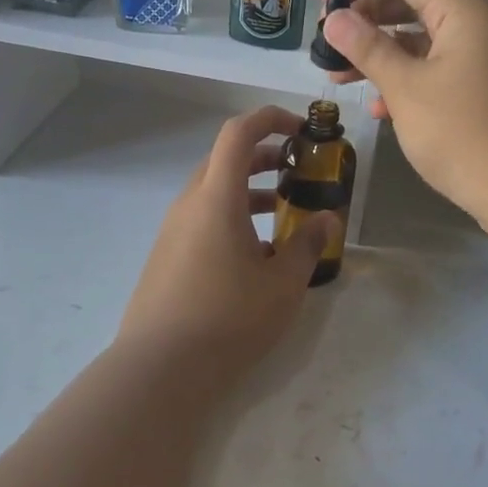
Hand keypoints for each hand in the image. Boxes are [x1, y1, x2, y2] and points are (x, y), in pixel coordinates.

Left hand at [117, 106, 330, 382]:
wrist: (160, 367)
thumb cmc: (229, 318)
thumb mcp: (282, 284)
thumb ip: (308, 245)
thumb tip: (327, 219)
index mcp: (216, 198)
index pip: (238, 133)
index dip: (270, 119)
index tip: (300, 131)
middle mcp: (189, 204)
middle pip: (224, 160)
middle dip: (263, 157)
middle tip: (297, 173)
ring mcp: (172, 231)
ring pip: (212, 193)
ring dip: (248, 192)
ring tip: (282, 216)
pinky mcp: (165, 256)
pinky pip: (201, 220)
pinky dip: (230, 219)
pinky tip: (253, 257)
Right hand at [315, 0, 487, 233]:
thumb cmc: (463, 133)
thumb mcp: (406, 88)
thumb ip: (368, 48)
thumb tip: (335, 19)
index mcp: (464, 11)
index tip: (323, 0)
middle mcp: (477, 26)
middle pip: (414, 4)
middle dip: (367, 20)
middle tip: (329, 41)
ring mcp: (483, 60)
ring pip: (422, 41)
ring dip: (381, 54)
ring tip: (339, 75)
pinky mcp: (483, 90)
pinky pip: (436, 70)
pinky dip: (405, 79)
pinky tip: (379, 107)